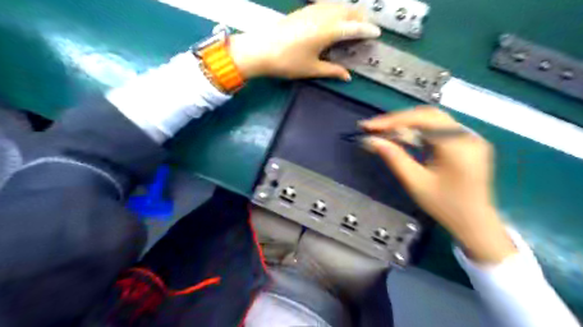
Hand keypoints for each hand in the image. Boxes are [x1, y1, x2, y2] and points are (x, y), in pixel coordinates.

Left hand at [228, 4, 383, 80]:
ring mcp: (312, 10)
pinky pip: (326, 5)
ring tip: (353, 22)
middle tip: (366, 28)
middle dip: (361, 17)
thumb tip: (348, 76)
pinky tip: (334, 18)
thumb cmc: (287, 62)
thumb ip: (332, 71)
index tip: (377, 33)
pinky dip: (336, 9)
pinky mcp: (303, 10)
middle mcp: (323, 16)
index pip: (354, 27)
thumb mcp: (312, 69)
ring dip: (349, 11)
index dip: (367, 30)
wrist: (260, 50)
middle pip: (349, 10)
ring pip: (338, 5)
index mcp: (328, 31)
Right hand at [363, 107, 516, 262]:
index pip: (421, 119)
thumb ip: (394, 157)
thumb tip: (371, 140)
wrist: (475, 223)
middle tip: (375, 128)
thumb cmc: (445, 206)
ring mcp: (470, 137)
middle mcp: (467, 135)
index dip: (392, 120)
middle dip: (398, 120)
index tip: (368, 126)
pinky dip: (418, 131)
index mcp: (457, 145)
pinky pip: (439, 129)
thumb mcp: (415, 182)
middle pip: (427, 115)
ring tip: (385, 132)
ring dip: (407, 124)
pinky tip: (405, 138)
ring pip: (433, 119)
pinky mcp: (467, 143)